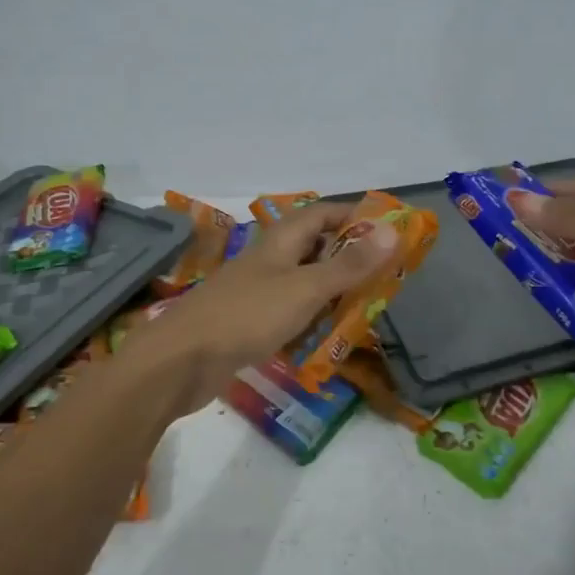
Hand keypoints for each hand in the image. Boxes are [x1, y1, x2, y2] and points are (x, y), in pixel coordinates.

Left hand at [131, 200, 398, 412]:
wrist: (182, 360)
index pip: (323, 214)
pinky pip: (289, 313)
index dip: (355, 217)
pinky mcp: (249, 322)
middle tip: (384, 277)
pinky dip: (310, 320)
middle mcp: (269, 260)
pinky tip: (327, 338)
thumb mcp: (306, 288)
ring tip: (365, 308)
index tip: (389, 233)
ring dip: (332, 292)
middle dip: (349, 259)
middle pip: (315, 248)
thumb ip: (349, 265)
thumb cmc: (248, 315)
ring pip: (303, 283)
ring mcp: (257, 292)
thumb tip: (392, 231)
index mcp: (281, 241)